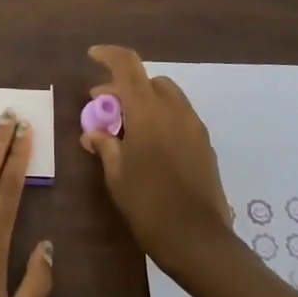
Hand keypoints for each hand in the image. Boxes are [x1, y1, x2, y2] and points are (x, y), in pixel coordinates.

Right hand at [81, 45, 233, 274]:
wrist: (199, 241)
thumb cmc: (148, 205)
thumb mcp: (116, 175)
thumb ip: (105, 145)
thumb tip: (94, 132)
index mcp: (148, 111)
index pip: (127, 66)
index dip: (108, 55)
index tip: (92, 56)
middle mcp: (174, 111)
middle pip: (148, 80)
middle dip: (124, 87)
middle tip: (103, 109)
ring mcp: (194, 127)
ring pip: (167, 96)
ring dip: (144, 101)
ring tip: (126, 128)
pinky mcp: (205, 145)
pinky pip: (179, 116)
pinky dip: (161, 117)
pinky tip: (149, 145)